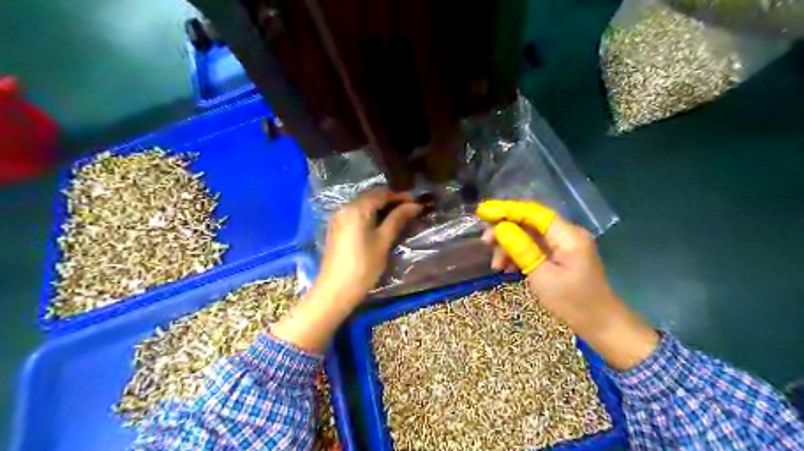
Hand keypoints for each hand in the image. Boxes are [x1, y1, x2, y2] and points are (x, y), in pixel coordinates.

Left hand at [317, 185, 422, 303]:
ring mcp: (339, 217)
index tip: (417, 202)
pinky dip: (371, 214)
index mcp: (357, 208)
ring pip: (364, 205)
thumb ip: (397, 219)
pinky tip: (382, 224)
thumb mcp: (383, 241)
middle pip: (371, 197)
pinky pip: (356, 214)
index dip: (400, 196)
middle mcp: (345, 207)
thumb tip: (414, 205)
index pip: (382, 193)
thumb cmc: (363, 266)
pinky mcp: (337, 228)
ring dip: (381, 207)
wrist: (335, 290)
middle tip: (410, 209)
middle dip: (391, 200)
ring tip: (399, 216)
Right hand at [476, 200, 659, 369]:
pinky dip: (519, 255)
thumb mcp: (542, 277)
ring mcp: (564, 245)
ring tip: (496, 265)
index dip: (507, 209)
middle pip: (530, 222)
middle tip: (485, 242)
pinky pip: (535, 247)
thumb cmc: (573, 303)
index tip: (483, 212)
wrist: (601, 325)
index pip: (534, 212)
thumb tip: (500, 228)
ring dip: (509, 245)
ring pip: (529, 235)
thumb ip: (521, 249)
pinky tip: (508, 268)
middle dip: (505, 230)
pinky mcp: (560, 256)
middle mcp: (567, 234)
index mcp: (568, 235)